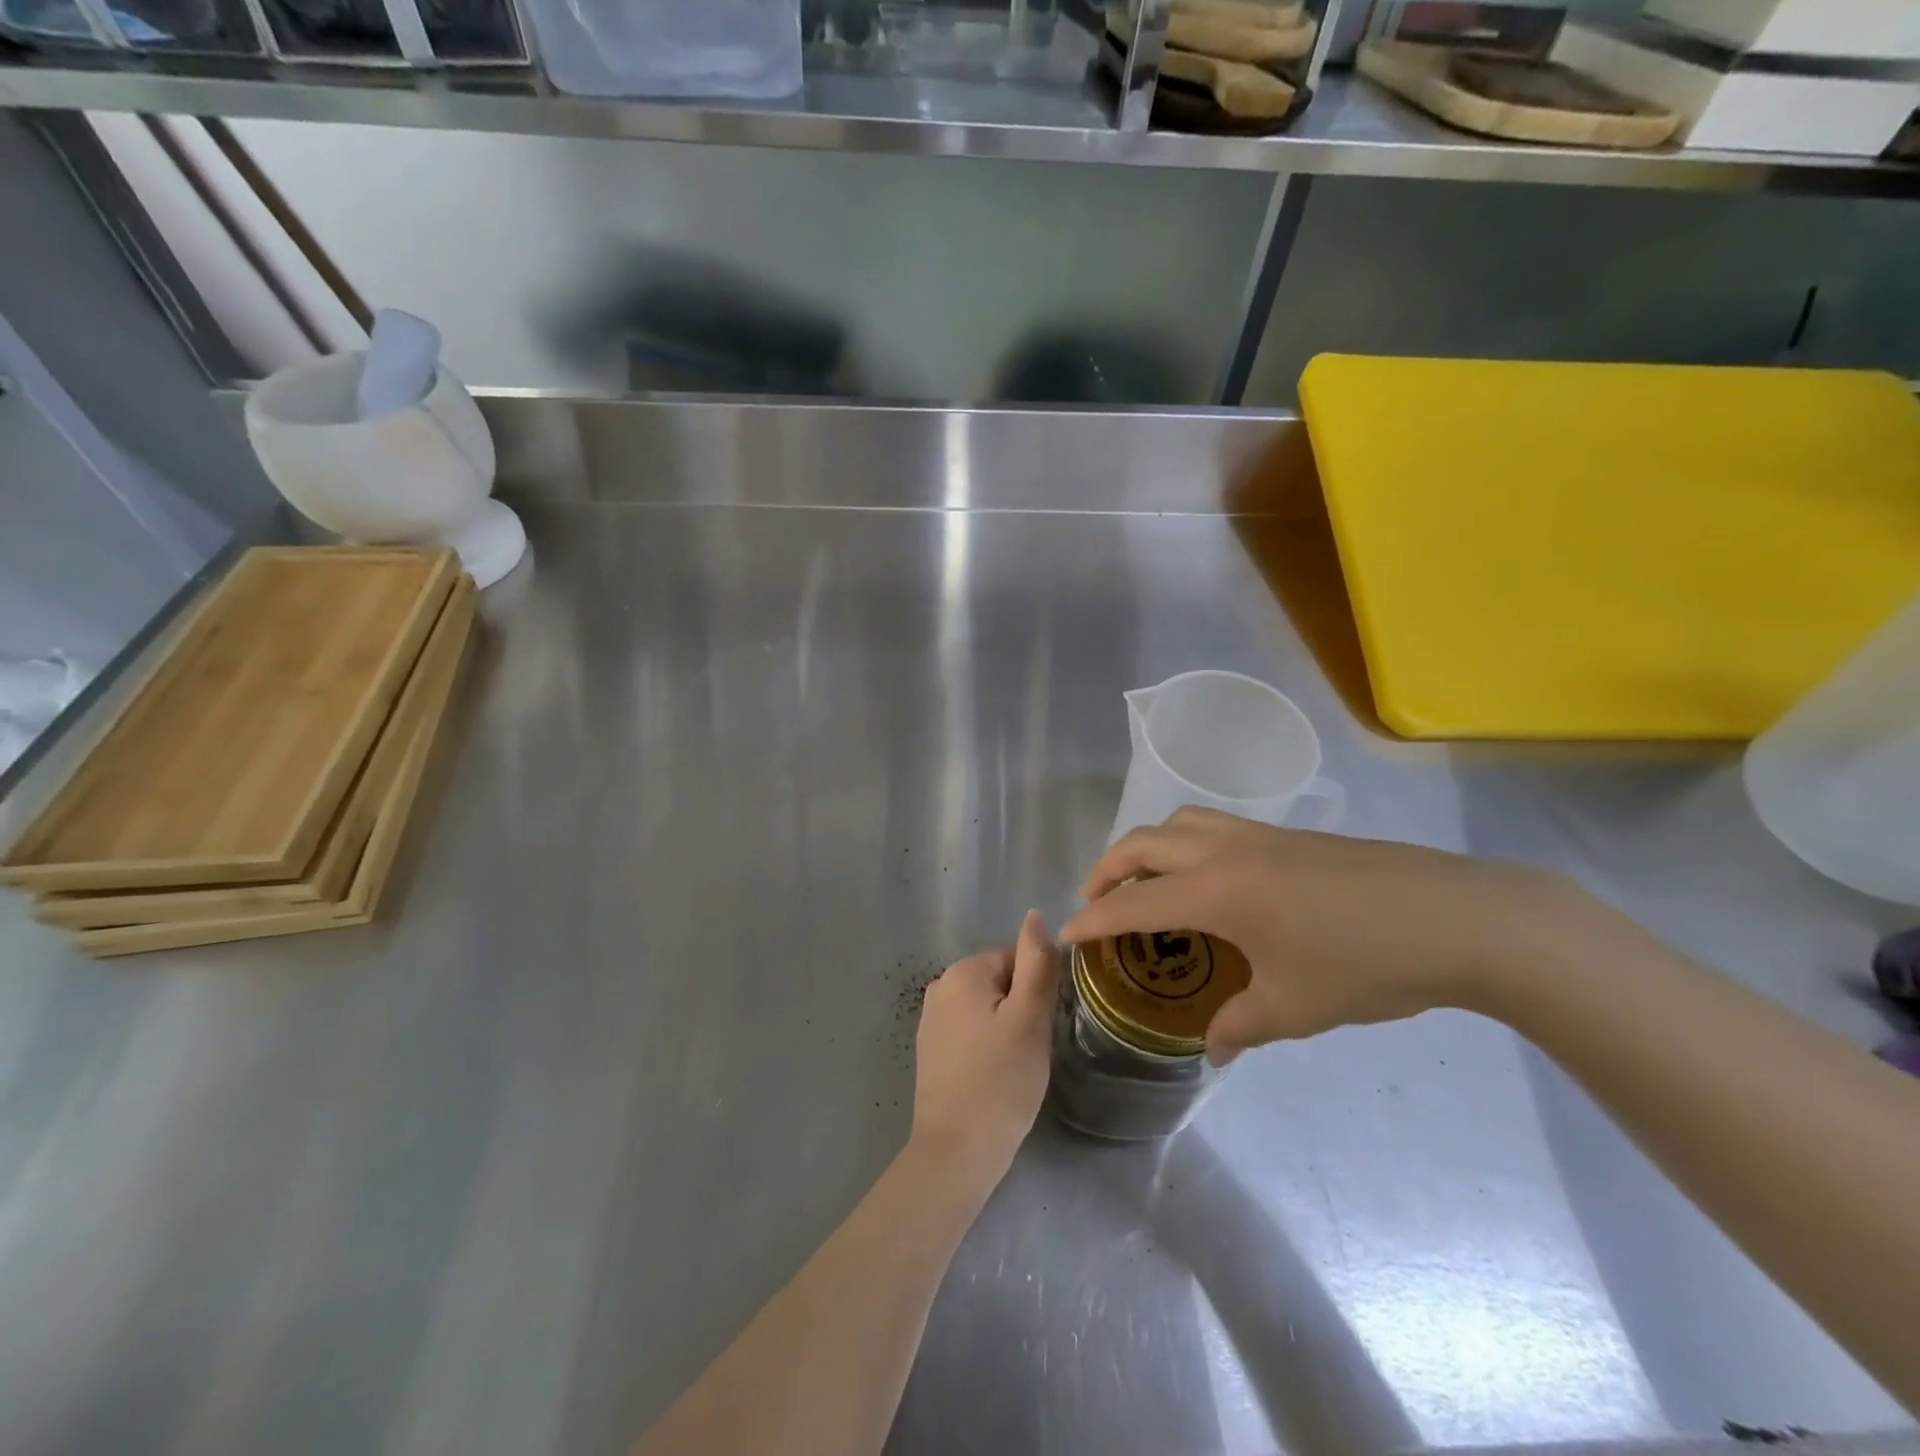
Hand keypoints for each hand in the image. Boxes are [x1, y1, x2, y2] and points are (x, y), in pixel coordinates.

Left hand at [910, 911, 1061, 1188]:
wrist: (956, 1152)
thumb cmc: (1000, 1082)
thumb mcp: (1030, 1019)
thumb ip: (1036, 963)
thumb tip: (1036, 915)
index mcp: (962, 972)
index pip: (1015, 959)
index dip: (1035, 992)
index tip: (1039, 1029)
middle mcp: (940, 986)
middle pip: (1000, 982)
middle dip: (1020, 1011)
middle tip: (1029, 1051)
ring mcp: (931, 1020)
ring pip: (986, 1009)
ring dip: (1005, 1030)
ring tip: (1014, 1068)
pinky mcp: (930, 1050)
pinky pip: (970, 1033)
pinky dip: (986, 1048)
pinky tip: (993, 1078)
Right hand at [1060, 808, 1612, 1063]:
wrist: (1453, 917)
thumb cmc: (1365, 964)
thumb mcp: (1296, 1007)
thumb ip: (1242, 1025)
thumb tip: (1213, 1048)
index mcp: (1215, 891)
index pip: (1134, 902)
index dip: (1093, 920)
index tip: (1066, 935)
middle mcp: (1224, 850)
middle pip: (1142, 843)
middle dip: (1107, 869)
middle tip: (1096, 903)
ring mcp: (1257, 834)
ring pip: (1177, 821)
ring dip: (1146, 846)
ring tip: (1144, 881)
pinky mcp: (1285, 834)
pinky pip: (1211, 824)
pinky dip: (1184, 842)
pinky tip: (1208, 878)